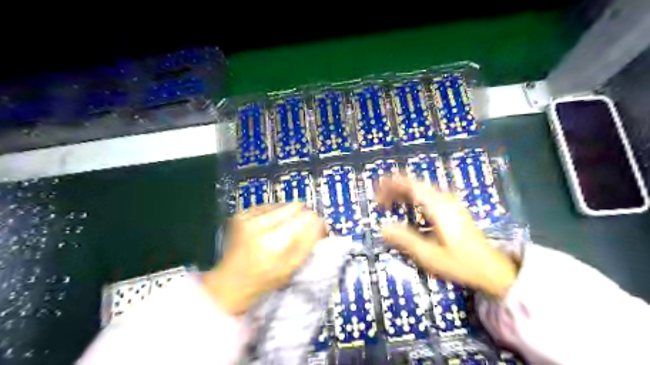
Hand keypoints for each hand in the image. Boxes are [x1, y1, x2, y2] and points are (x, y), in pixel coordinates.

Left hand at [203, 203, 325, 314]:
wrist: (230, 281)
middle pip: (295, 206)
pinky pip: (267, 205)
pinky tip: (269, 227)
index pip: (307, 217)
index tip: (315, 230)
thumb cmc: (264, 280)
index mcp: (275, 241)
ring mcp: (248, 217)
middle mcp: (261, 224)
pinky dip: (273, 214)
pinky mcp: (241, 214)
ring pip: (282, 203)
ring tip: (281, 231)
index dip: (314, 222)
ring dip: (287, 214)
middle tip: (298, 231)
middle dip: (301, 216)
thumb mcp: (292, 267)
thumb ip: (309, 242)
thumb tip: (320, 222)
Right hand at [376, 177, 517, 298]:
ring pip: (422, 191)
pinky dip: (414, 199)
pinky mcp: (453, 211)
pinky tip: (408, 208)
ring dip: (404, 193)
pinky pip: (428, 197)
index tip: (377, 188)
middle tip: (378, 199)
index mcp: (438, 207)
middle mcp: (445, 200)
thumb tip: (382, 228)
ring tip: (388, 203)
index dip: (392, 184)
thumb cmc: (461, 263)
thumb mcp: (429, 255)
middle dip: (395, 188)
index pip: (411, 186)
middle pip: (416, 185)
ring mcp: (451, 204)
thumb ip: (405, 240)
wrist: (494, 270)